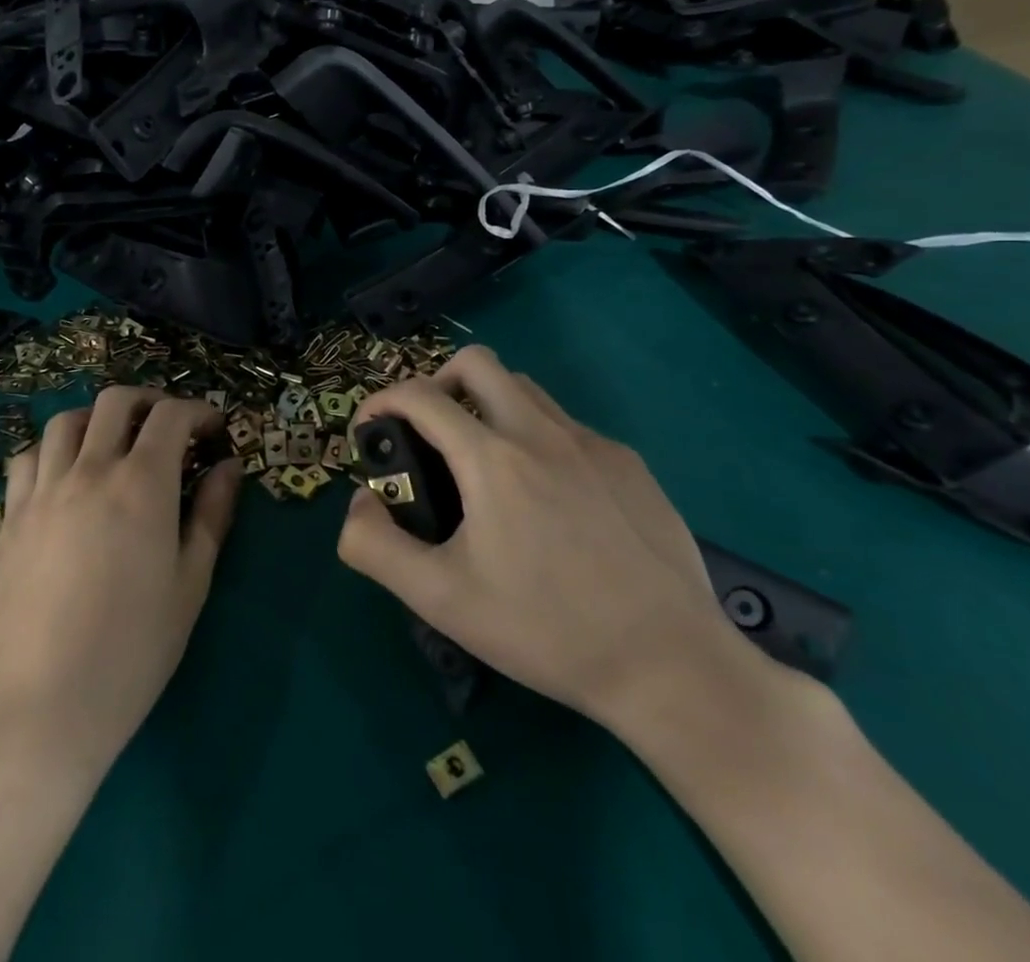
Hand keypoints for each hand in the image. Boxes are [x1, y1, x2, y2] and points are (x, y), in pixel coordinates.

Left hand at [0, 389, 242, 781]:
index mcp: (142, 484)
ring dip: (99, 418)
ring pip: (68, 419)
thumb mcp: (190, 585)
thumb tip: (229, 467)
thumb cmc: (131, 652)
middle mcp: (90, 470)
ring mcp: (44, 489)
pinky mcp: (12, 514)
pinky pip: (29, 455)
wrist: (38, 707)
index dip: (199, 411)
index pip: (172, 416)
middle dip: (151, 401)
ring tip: (116, 443)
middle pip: (117, 401)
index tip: (214, 430)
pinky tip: (66, 474)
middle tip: (170, 428)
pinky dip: (54, 447)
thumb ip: (212, 516)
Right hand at [337, 346, 741, 726]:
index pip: (419, 396)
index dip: (380, 401)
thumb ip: (375, 547)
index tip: (369, 430)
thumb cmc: (547, 631)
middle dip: (437, 382)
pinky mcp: (630, 464)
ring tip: (482, 463)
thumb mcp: (441, 600)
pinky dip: (536, 436)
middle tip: (429, 433)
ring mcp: (592, 443)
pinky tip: (547, 498)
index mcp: (492, 458)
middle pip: (476, 362)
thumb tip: (356, 505)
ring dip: (488, 404)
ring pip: (524, 388)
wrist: (672, 667)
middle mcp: (541, 432)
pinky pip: (567, 425)